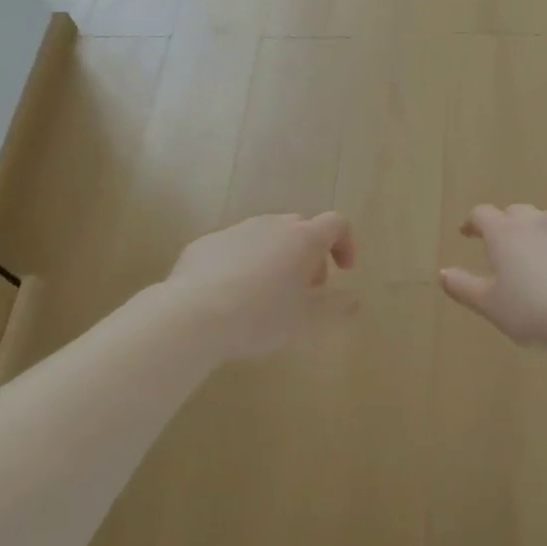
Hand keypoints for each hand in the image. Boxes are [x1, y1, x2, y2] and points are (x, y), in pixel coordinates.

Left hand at [166, 212, 355, 360]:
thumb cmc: (261, 316)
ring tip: (266, 296)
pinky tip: (230, 297)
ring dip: (275, 258)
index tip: (343, 271)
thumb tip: (354, 300)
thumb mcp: (307, 321)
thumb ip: (336, 308)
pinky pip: (234, 248)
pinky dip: (242, 265)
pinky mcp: (205, 244)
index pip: (336, 224)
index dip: (345, 243)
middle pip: (300, 229)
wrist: (192, 316)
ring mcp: (235, 231)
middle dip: (309, 255)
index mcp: (303, 238)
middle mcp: (271, 225)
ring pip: (265, 237)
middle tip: (305, 290)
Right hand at [440, 205, 546, 351]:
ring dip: (543, 234)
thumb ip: (463, 287)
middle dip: (508, 225)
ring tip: (544, 259)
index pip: (482, 214)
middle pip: (517, 212)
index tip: (469, 233)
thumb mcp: (491, 306)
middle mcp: (538, 222)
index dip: (473, 222)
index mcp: (505, 234)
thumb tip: (442, 273)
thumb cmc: (534, 312)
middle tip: (506, 247)